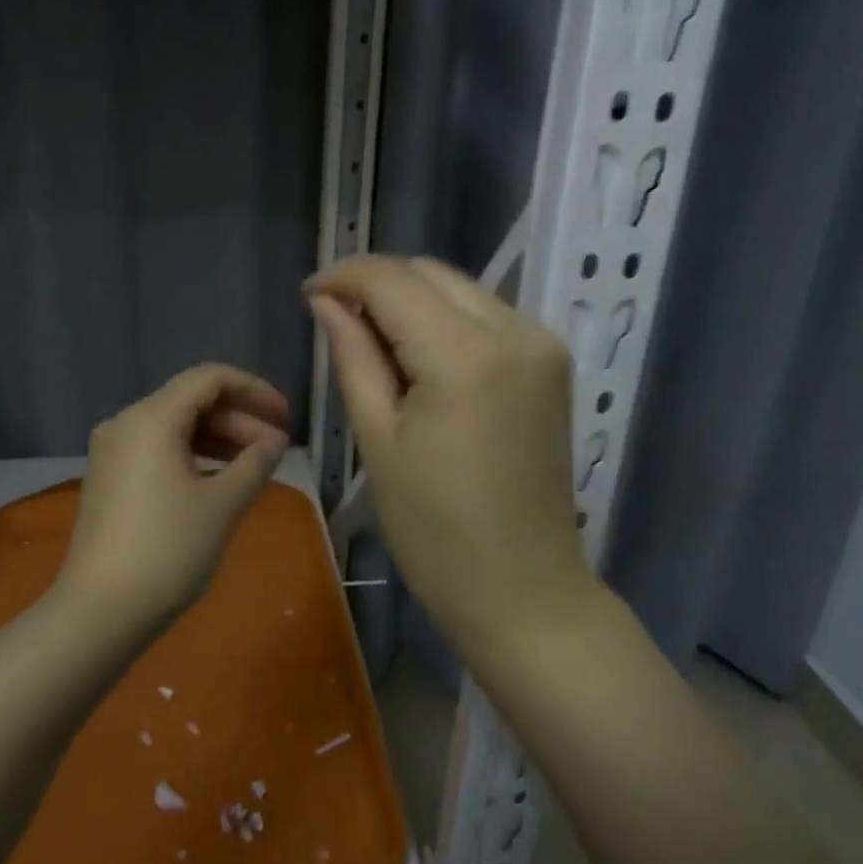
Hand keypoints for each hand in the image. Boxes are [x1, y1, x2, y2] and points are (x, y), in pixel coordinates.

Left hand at [58, 364, 290, 633]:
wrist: (100, 612)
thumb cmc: (168, 549)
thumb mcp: (223, 503)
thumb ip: (255, 463)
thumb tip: (274, 442)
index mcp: (152, 418)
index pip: (210, 378)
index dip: (254, 390)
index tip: (285, 416)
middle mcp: (127, 424)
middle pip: (192, 401)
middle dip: (239, 419)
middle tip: (276, 449)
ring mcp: (113, 452)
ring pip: (176, 426)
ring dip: (219, 439)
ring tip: (255, 467)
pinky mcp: (110, 479)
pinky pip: (159, 450)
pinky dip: (194, 456)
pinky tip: (219, 482)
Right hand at [307, 255, 593, 654]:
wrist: (524, 590)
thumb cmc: (435, 531)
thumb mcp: (379, 441)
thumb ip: (353, 357)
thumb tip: (327, 300)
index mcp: (465, 354)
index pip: (393, 281)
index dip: (345, 276)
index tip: (310, 294)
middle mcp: (515, 330)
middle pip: (431, 274)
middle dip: (379, 285)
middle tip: (338, 323)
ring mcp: (542, 344)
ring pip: (462, 289)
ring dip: (414, 301)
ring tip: (378, 347)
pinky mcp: (552, 363)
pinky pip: (489, 316)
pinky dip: (448, 321)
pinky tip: (424, 359)